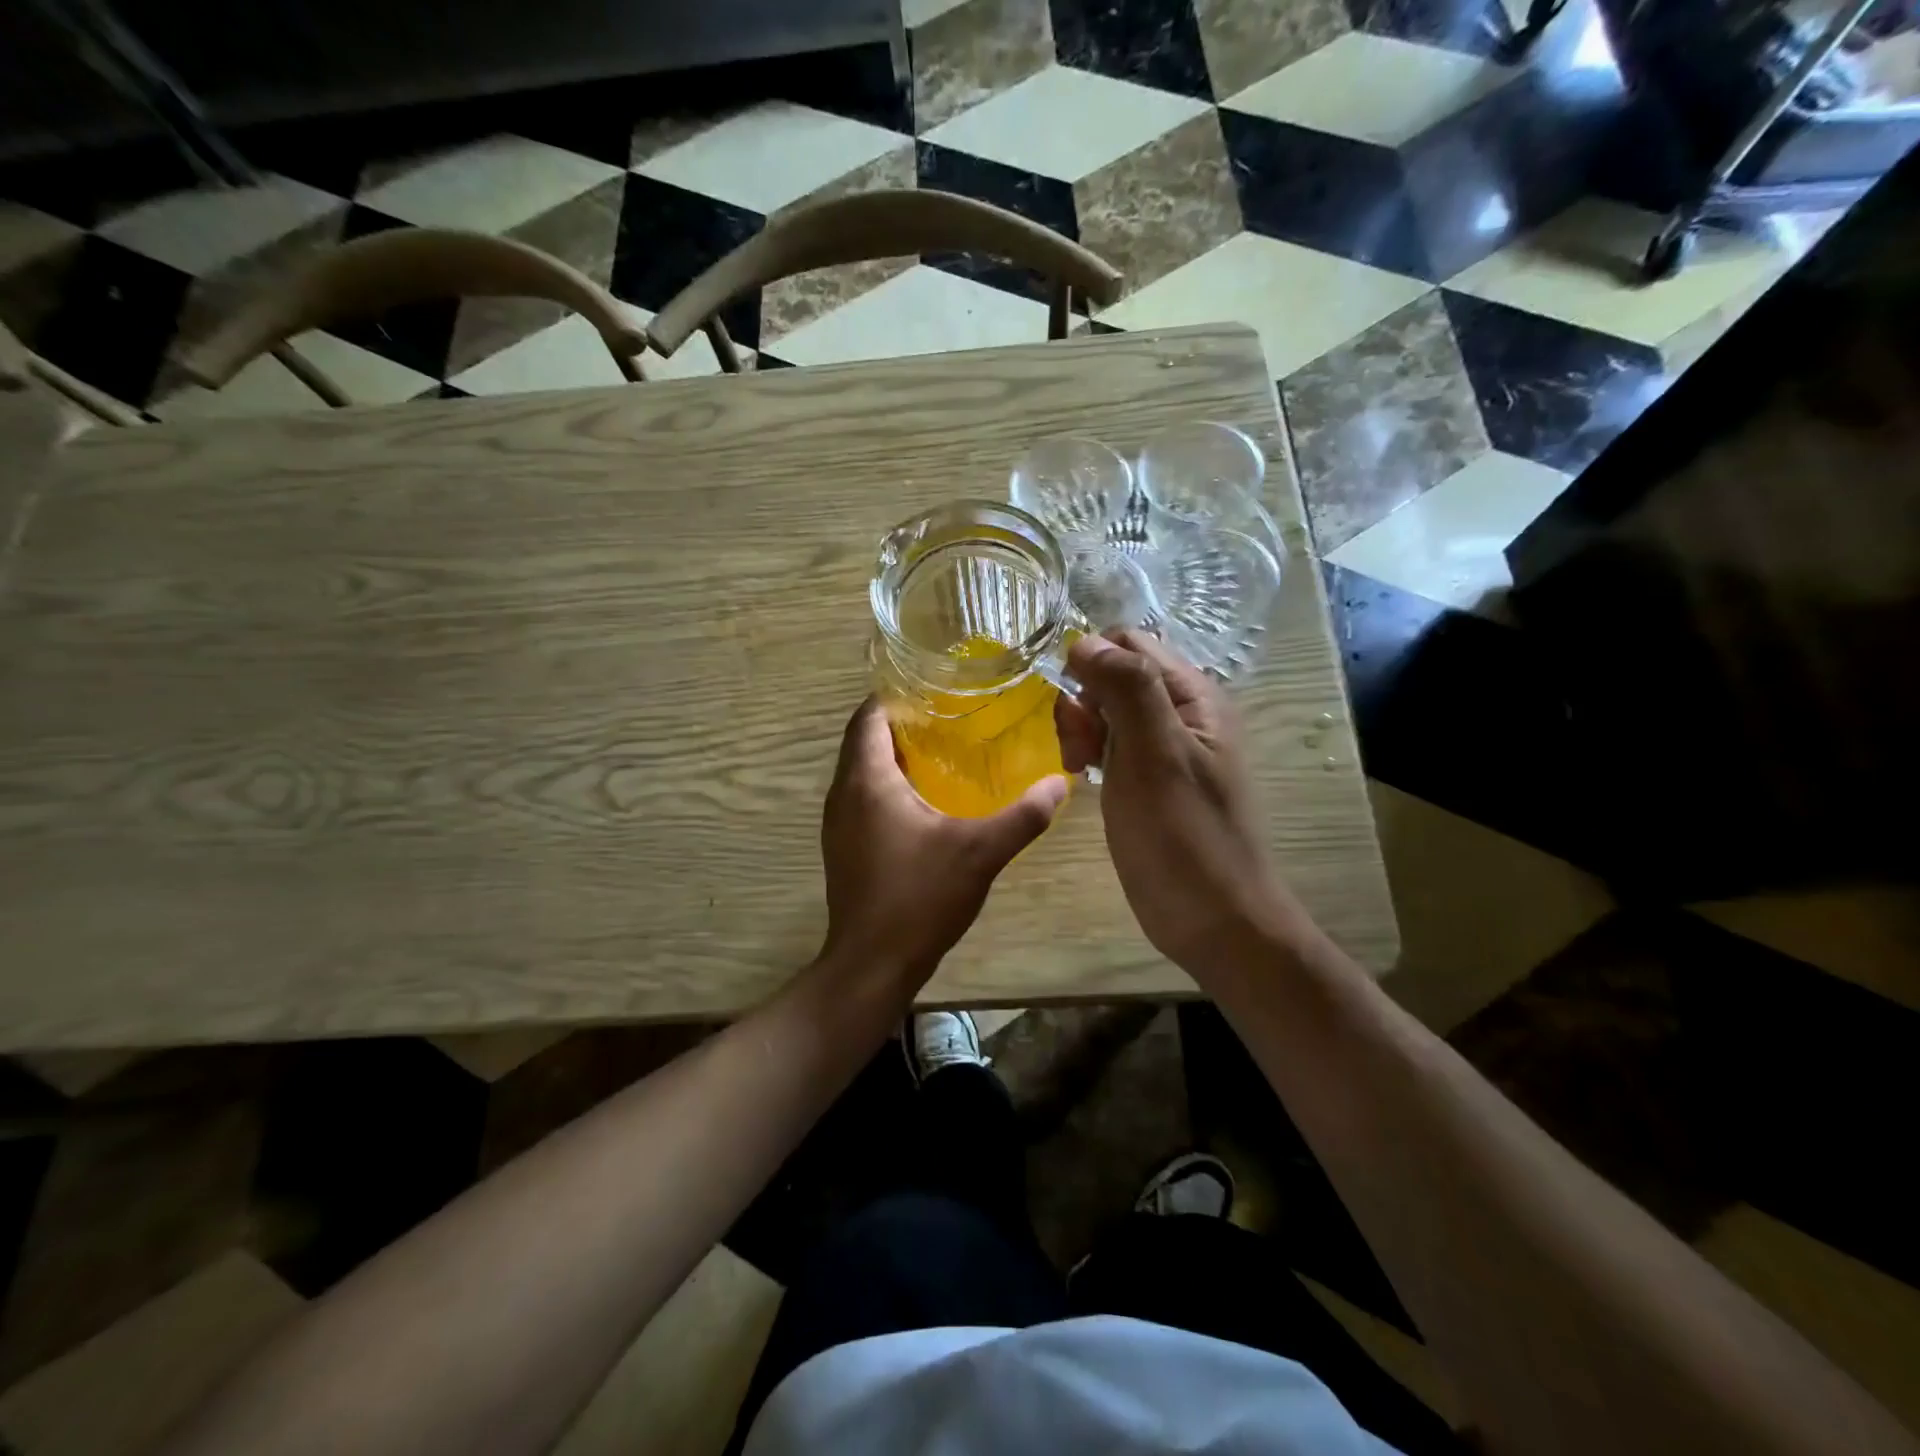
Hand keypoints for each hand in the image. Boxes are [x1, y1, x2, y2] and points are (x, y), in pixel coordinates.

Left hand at [819, 698, 1066, 983]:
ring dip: (894, 756)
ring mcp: (837, 822)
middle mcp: (843, 793)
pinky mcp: (843, 846)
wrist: (872, 965)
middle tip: (951, 716)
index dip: (898, 695)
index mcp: (867, 780)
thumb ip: (1023, 816)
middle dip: (902, 723)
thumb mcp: (981, 852)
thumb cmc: (920, 898)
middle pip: (864, 739)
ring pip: (862, 770)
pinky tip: (925, 801)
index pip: (869, 715)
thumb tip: (1060, 782)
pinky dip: (887, 785)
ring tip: (943, 750)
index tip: (939, 688)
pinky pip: (862, 797)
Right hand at [1054, 631, 1301, 972]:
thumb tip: (1085, 641)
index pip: (1131, 643)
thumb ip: (1127, 689)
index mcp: (1193, 696)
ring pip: (1107, 710)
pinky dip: (1090, 752)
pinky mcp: (1148, 779)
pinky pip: (1110, 744)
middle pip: (1114, 674)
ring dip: (1082, 728)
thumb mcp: (1155, 756)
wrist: (1214, 920)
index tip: (1075, 706)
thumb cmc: (1185, 837)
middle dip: (1084, 701)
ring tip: (1078, 767)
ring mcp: (1164, 748)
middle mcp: (1180, 713)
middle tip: (1078, 749)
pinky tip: (1083, 777)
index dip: (1093, 662)